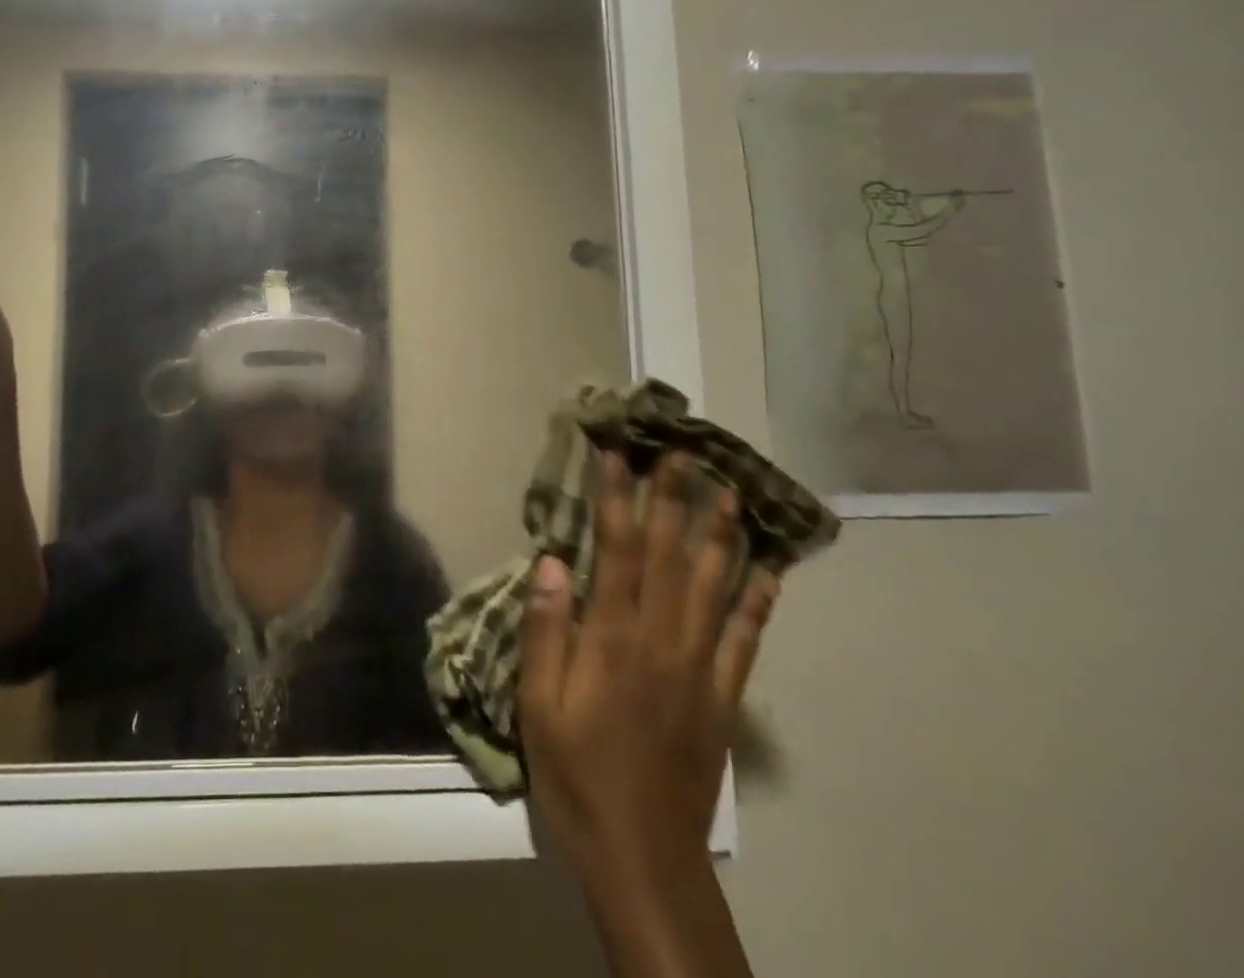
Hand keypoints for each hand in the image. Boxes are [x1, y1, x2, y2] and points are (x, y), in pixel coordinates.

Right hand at [519, 451, 778, 878]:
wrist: (643, 857)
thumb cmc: (576, 773)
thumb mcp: (538, 704)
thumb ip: (546, 628)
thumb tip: (551, 560)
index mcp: (612, 637)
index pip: (618, 549)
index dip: (618, 496)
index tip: (619, 452)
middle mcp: (661, 640)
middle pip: (671, 554)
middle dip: (674, 497)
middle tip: (683, 450)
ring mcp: (699, 667)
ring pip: (715, 587)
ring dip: (722, 534)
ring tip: (729, 490)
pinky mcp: (722, 698)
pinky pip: (745, 640)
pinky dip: (759, 602)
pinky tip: (770, 573)